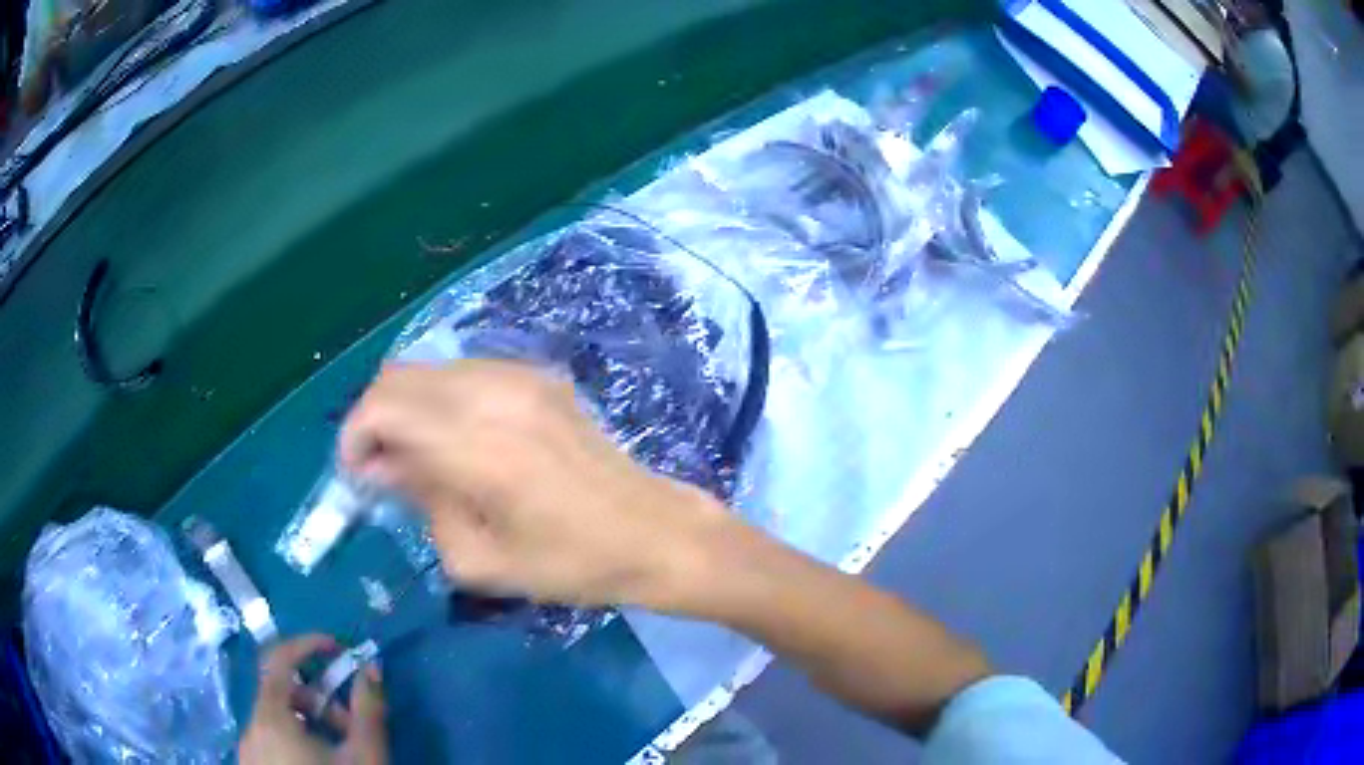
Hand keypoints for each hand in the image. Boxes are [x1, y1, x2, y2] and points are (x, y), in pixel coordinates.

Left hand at [240, 635, 387, 764]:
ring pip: (276, 719)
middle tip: (352, 726)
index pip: (279, 659)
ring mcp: (248, 750)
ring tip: (340, 752)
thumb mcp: (365, 756)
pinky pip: (270, 739)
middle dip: (320, 700)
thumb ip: (369, 709)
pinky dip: (295, 741)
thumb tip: (372, 666)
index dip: (308, 645)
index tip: (340, 650)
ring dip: (310, 724)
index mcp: (272, 717)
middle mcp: (251, 727)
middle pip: (281, 693)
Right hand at [338, 361, 731, 608]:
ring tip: (418, 460)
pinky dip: (441, 399)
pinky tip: (458, 441)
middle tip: (381, 470)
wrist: (653, 531)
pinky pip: (466, 371)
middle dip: (374, 419)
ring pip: (430, 369)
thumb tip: (377, 468)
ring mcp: (520, 376)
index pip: (383, 407)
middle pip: (398, 376)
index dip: (354, 437)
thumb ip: (420, 503)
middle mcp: (493, 393)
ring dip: (407, 406)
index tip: (356, 476)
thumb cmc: (570, 563)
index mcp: (476, 444)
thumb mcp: (480, 559)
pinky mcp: (540, 377)